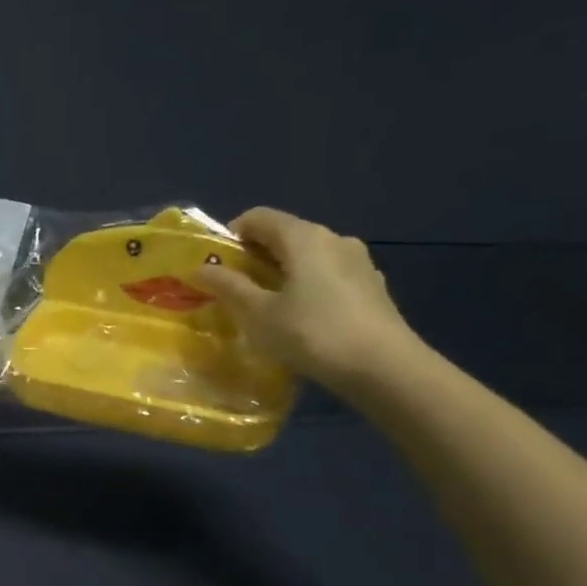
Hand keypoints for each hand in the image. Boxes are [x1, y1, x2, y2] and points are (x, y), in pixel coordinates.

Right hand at [191, 207, 427, 392]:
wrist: (385, 368)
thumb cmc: (312, 333)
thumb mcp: (258, 313)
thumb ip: (228, 286)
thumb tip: (201, 268)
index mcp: (304, 237)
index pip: (258, 217)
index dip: (231, 235)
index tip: (216, 265)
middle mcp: (334, 238)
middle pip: (285, 234)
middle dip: (255, 255)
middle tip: (234, 288)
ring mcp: (358, 262)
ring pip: (308, 256)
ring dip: (282, 272)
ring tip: (267, 306)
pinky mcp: (372, 286)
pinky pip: (328, 275)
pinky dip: (307, 285)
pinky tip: (302, 318)